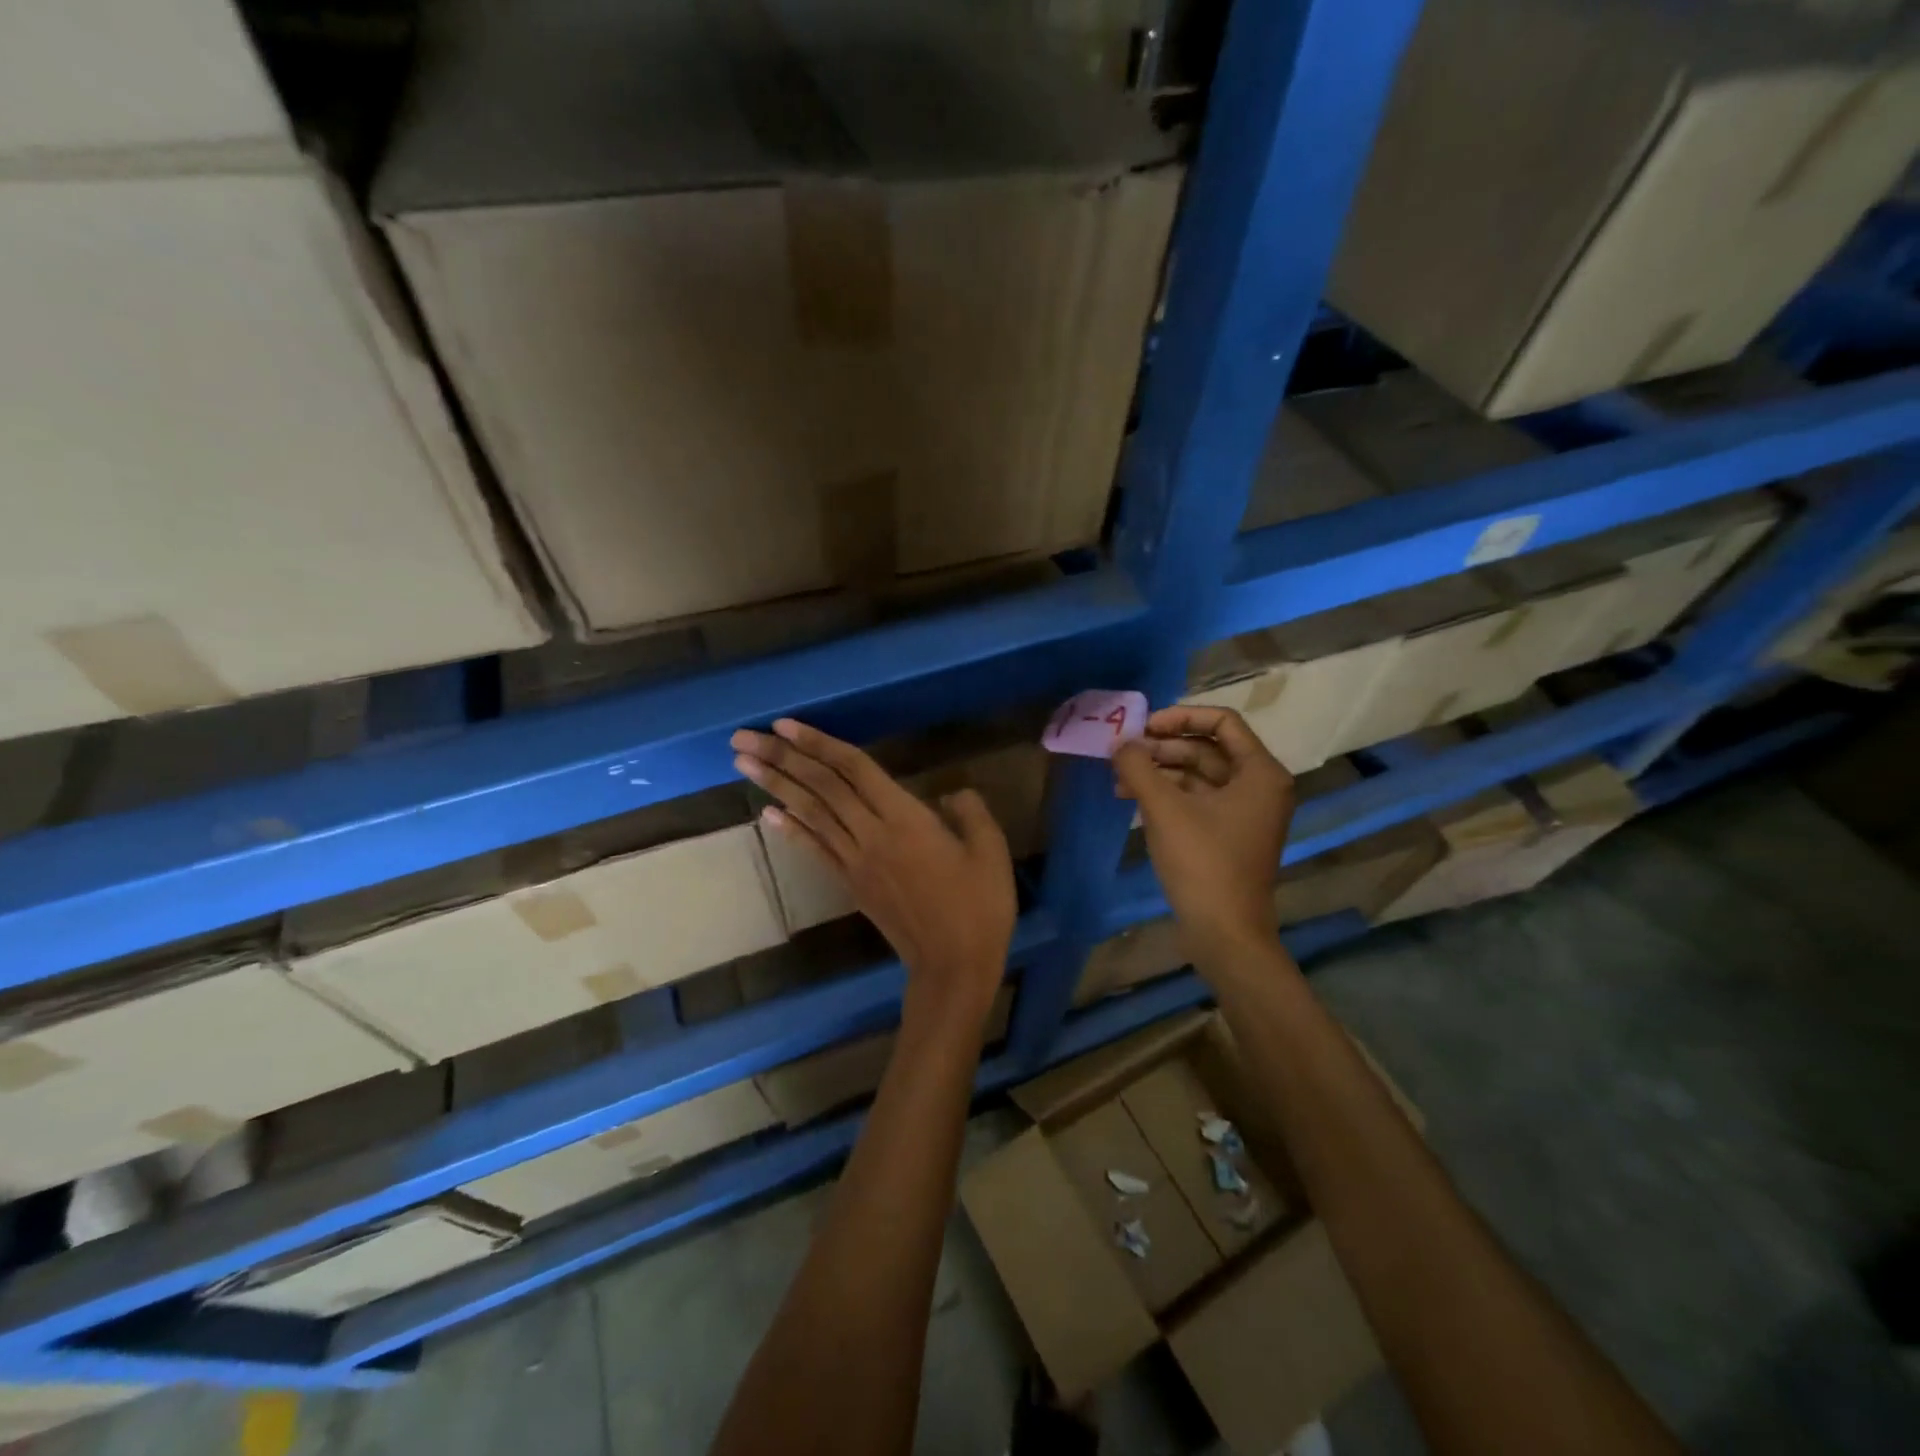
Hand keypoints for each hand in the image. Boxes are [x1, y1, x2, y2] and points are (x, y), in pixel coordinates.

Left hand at [731, 719, 1014, 1031]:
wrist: (953, 965)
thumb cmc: (979, 906)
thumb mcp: (991, 851)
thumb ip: (971, 812)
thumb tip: (952, 794)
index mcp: (906, 819)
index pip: (854, 770)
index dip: (820, 744)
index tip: (786, 723)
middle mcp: (871, 834)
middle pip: (821, 788)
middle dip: (781, 758)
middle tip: (742, 736)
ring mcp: (855, 862)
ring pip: (811, 814)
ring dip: (776, 786)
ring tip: (743, 763)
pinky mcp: (851, 885)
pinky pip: (816, 851)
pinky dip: (791, 830)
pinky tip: (767, 813)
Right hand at [1112, 705, 1295, 959]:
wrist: (1225, 933)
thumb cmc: (1202, 863)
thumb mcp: (1165, 809)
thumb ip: (1139, 767)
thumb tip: (1121, 743)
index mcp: (1260, 772)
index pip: (1223, 722)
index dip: (1181, 717)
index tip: (1144, 727)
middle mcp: (1259, 786)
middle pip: (1207, 748)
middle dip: (1163, 748)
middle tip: (1124, 754)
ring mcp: (1245, 813)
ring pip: (1199, 775)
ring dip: (1160, 772)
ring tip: (1119, 779)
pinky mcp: (1228, 835)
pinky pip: (1197, 800)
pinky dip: (1167, 795)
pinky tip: (1133, 799)